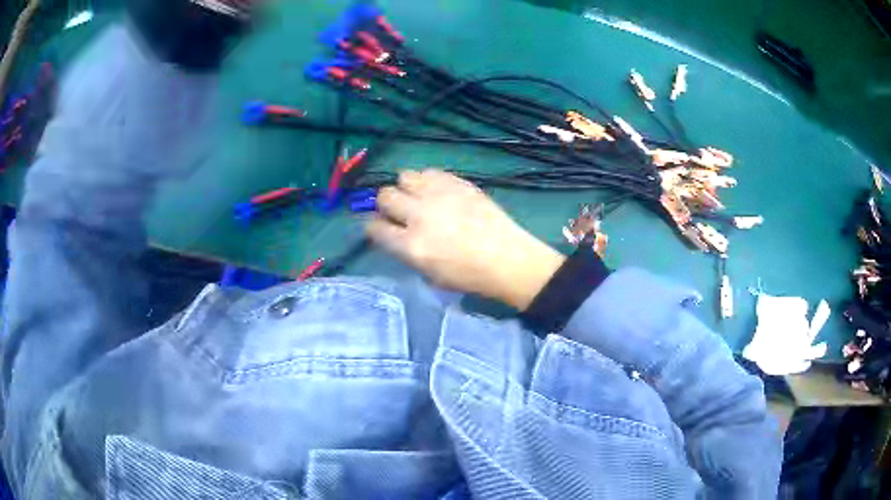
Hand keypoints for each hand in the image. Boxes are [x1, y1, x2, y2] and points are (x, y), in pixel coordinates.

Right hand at [367, 169, 564, 309]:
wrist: (507, 259)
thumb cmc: (468, 276)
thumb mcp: (429, 275)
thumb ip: (405, 251)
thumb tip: (393, 234)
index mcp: (411, 245)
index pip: (375, 227)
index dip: (374, 227)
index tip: (381, 227)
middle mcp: (419, 215)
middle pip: (385, 196)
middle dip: (386, 204)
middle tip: (399, 211)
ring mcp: (439, 195)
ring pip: (404, 176)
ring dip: (406, 188)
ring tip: (419, 198)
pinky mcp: (457, 183)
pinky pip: (429, 171)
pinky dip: (428, 181)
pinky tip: (438, 192)